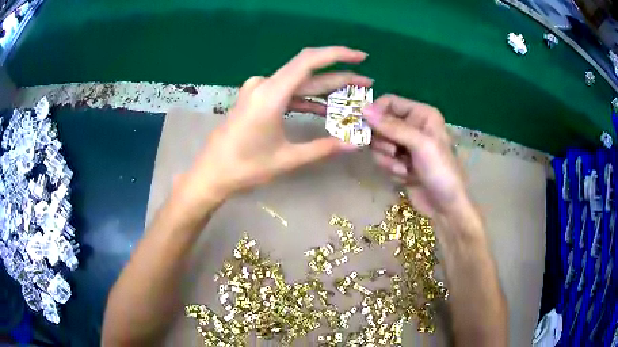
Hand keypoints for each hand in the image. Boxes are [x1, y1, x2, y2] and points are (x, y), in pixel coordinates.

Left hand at [180, 47, 371, 205]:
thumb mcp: (287, 159)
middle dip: (339, 77)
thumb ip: (324, 148)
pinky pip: (286, 93)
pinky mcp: (256, 99)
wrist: (212, 173)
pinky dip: (305, 99)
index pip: (308, 61)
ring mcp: (258, 91)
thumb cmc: (245, 168)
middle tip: (367, 83)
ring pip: (298, 83)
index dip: (337, 54)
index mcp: (270, 94)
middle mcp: (264, 85)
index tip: (360, 57)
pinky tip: (325, 107)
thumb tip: (357, 143)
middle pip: (307, 72)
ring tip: (353, 95)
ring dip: (324, 89)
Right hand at [363, 95, 470, 218]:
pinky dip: (391, 169)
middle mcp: (412, 126)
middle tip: (394, 152)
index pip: (389, 102)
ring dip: (388, 159)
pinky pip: (382, 159)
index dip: (376, 112)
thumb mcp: (420, 145)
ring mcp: (405, 145)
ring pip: (379, 143)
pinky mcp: (399, 162)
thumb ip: (392, 126)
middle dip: (384, 141)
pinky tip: (406, 177)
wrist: (445, 207)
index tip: (367, 127)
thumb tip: (363, 109)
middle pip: (380, 123)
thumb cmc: (440, 171)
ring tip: (404, 168)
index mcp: (421, 114)